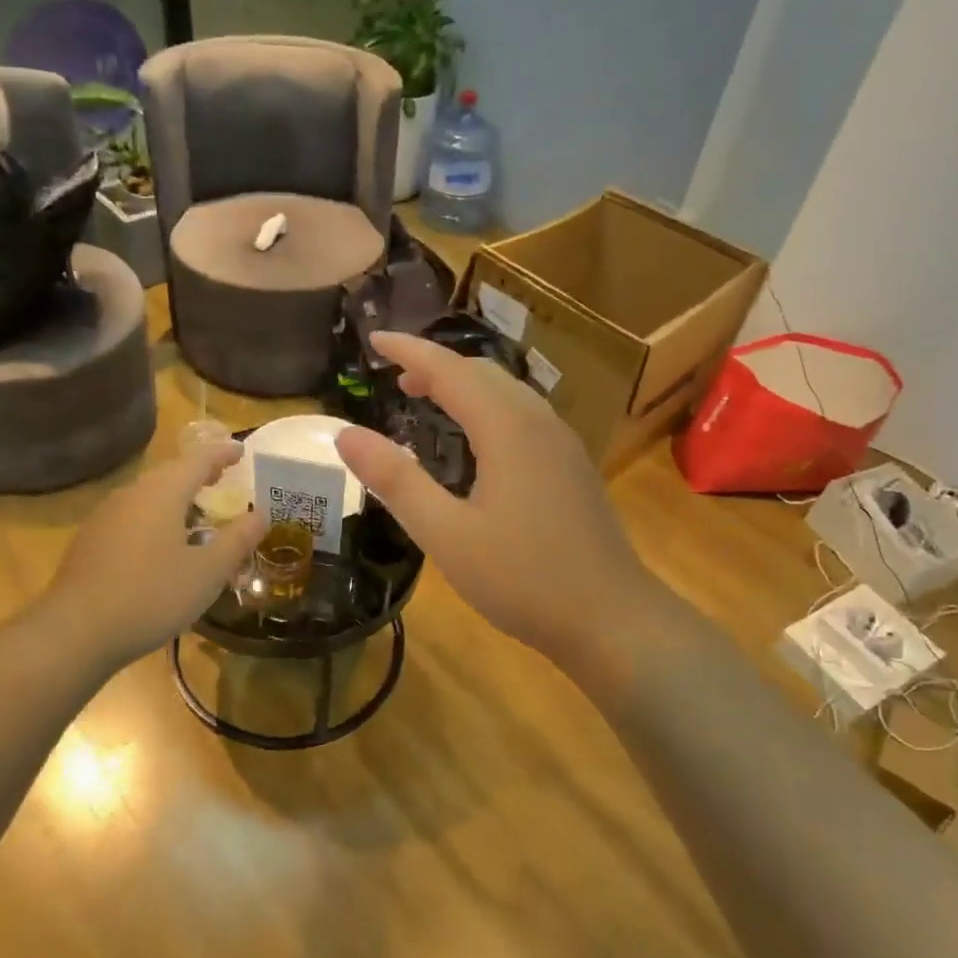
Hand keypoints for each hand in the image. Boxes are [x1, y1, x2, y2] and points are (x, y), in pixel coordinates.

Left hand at [39, 440, 267, 676]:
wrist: (75, 632)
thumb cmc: (151, 596)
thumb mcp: (208, 572)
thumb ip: (238, 540)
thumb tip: (261, 515)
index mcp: (163, 493)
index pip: (198, 460)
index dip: (222, 453)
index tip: (241, 451)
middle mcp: (132, 495)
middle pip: (169, 473)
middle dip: (197, 471)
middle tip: (221, 476)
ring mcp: (105, 517)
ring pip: (147, 494)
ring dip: (174, 494)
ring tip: (195, 509)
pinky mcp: (90, 541)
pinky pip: (131, 515)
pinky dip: (154, 516)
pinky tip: (160, 542)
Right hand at [336, 332, 666, 676]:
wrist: (612, 618)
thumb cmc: (523, 579)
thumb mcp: (446, 534)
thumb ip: (395, 481)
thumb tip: (345, 434)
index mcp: (507, 428)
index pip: (450, 370)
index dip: (409, 350)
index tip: (374, 339)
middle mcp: (539, 422)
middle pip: (482, 373)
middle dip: (436, 365)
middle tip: (396, 376)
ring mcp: (562, 443)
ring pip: (507, 392)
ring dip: (464, 385)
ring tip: (428, 398)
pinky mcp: (572, 466)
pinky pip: (523, 415)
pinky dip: (488, 407)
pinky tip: (477, 440)